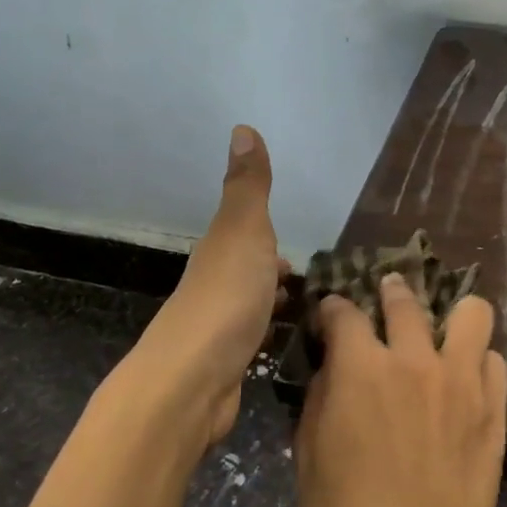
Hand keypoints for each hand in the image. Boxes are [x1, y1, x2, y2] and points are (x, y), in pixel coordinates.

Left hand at [133, 126, 286, 447]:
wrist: (193, 378)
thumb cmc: (227, 297)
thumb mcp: (244, 230)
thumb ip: (249, 186)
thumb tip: (242, 127)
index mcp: (219, 252)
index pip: (245, 239)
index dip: (269, 243)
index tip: (298, 257)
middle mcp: (214, 286)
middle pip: (247, 274)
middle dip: (275, 277)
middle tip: (313, 287)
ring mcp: (218, 328)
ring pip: (250, 309)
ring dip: (272, 307)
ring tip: (308, 316)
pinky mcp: (226, 365)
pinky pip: (253, 341)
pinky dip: (269, 337)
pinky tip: (284, 347)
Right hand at [295, 275, 506, 506]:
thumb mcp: (311, 456)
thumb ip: (322, 397)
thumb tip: (334, 367)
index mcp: (361, 369)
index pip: (344, 312)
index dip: (333, 308)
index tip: (331, 314)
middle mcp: (414, 360)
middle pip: (405, 300)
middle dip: (390, 292)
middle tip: (386, 297)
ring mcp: (461, 380)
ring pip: (471, 312)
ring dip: (450, 313)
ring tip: (440, 328)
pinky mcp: (493, 407)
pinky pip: (493, 359)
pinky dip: (476, 358)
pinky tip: (464, 375)